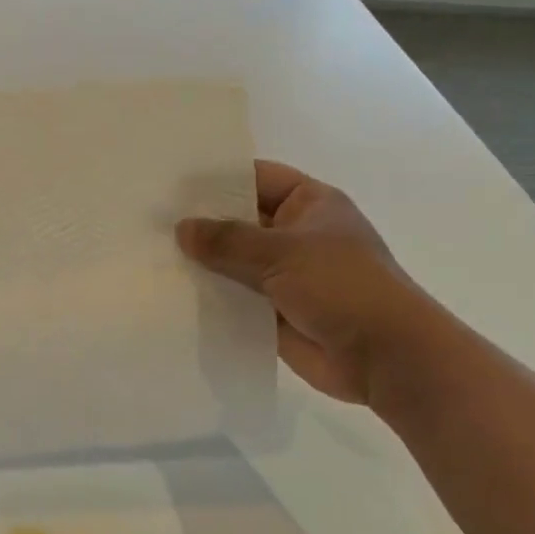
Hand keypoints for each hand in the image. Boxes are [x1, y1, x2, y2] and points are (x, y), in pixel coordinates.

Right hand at [177, 160, 431, 403]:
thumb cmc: (342, 286)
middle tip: (151, 220)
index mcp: (310, 204)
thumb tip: (181, 229)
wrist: (383, 356)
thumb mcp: (282, 252)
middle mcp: (296, 234)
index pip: (257, 178)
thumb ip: (228, 240)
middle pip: (241, 221)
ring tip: (152, 256)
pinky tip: (172, 294)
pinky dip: (211, 298)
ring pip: (235, 263)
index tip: (172, 182)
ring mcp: (286, 275)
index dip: (218, 178)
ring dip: (203, 264)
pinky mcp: (275, 312)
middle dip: (203, 224)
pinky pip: (236, 299)